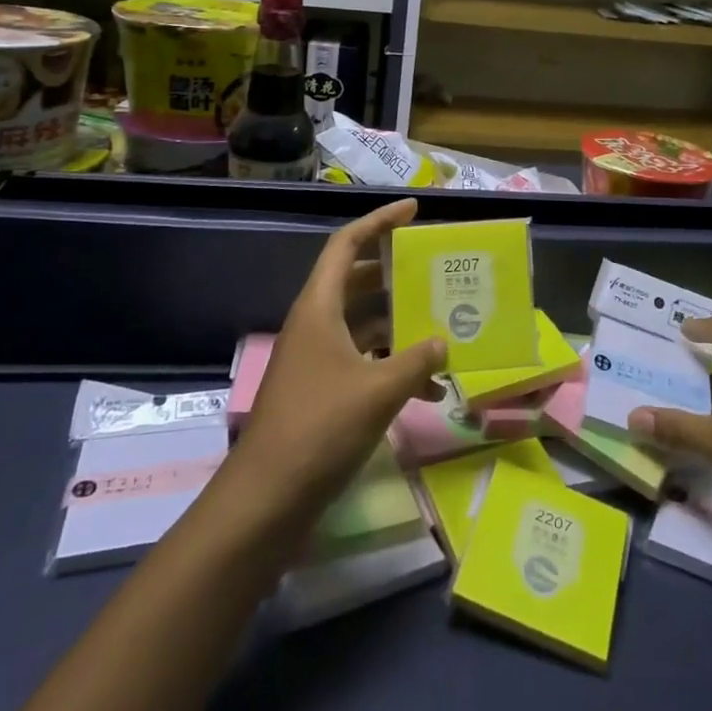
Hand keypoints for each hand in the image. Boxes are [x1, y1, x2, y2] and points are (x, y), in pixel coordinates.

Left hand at [233, 198, 445, 516]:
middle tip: (434, 269)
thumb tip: (444, 341)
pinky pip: (365, 363)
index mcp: (320, 307)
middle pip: (358, 281)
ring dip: (401, 326)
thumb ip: (417, 360)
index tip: (414, 210)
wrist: (266, 500)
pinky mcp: (323, 392)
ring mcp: (318, 359)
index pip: (347, 244)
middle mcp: (316, 324)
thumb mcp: (379, 390)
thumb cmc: (320, 428)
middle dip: (397, 274)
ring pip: (365, 324)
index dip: (379, 221)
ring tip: (444, 328)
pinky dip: (394, 368)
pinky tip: (431, 392)